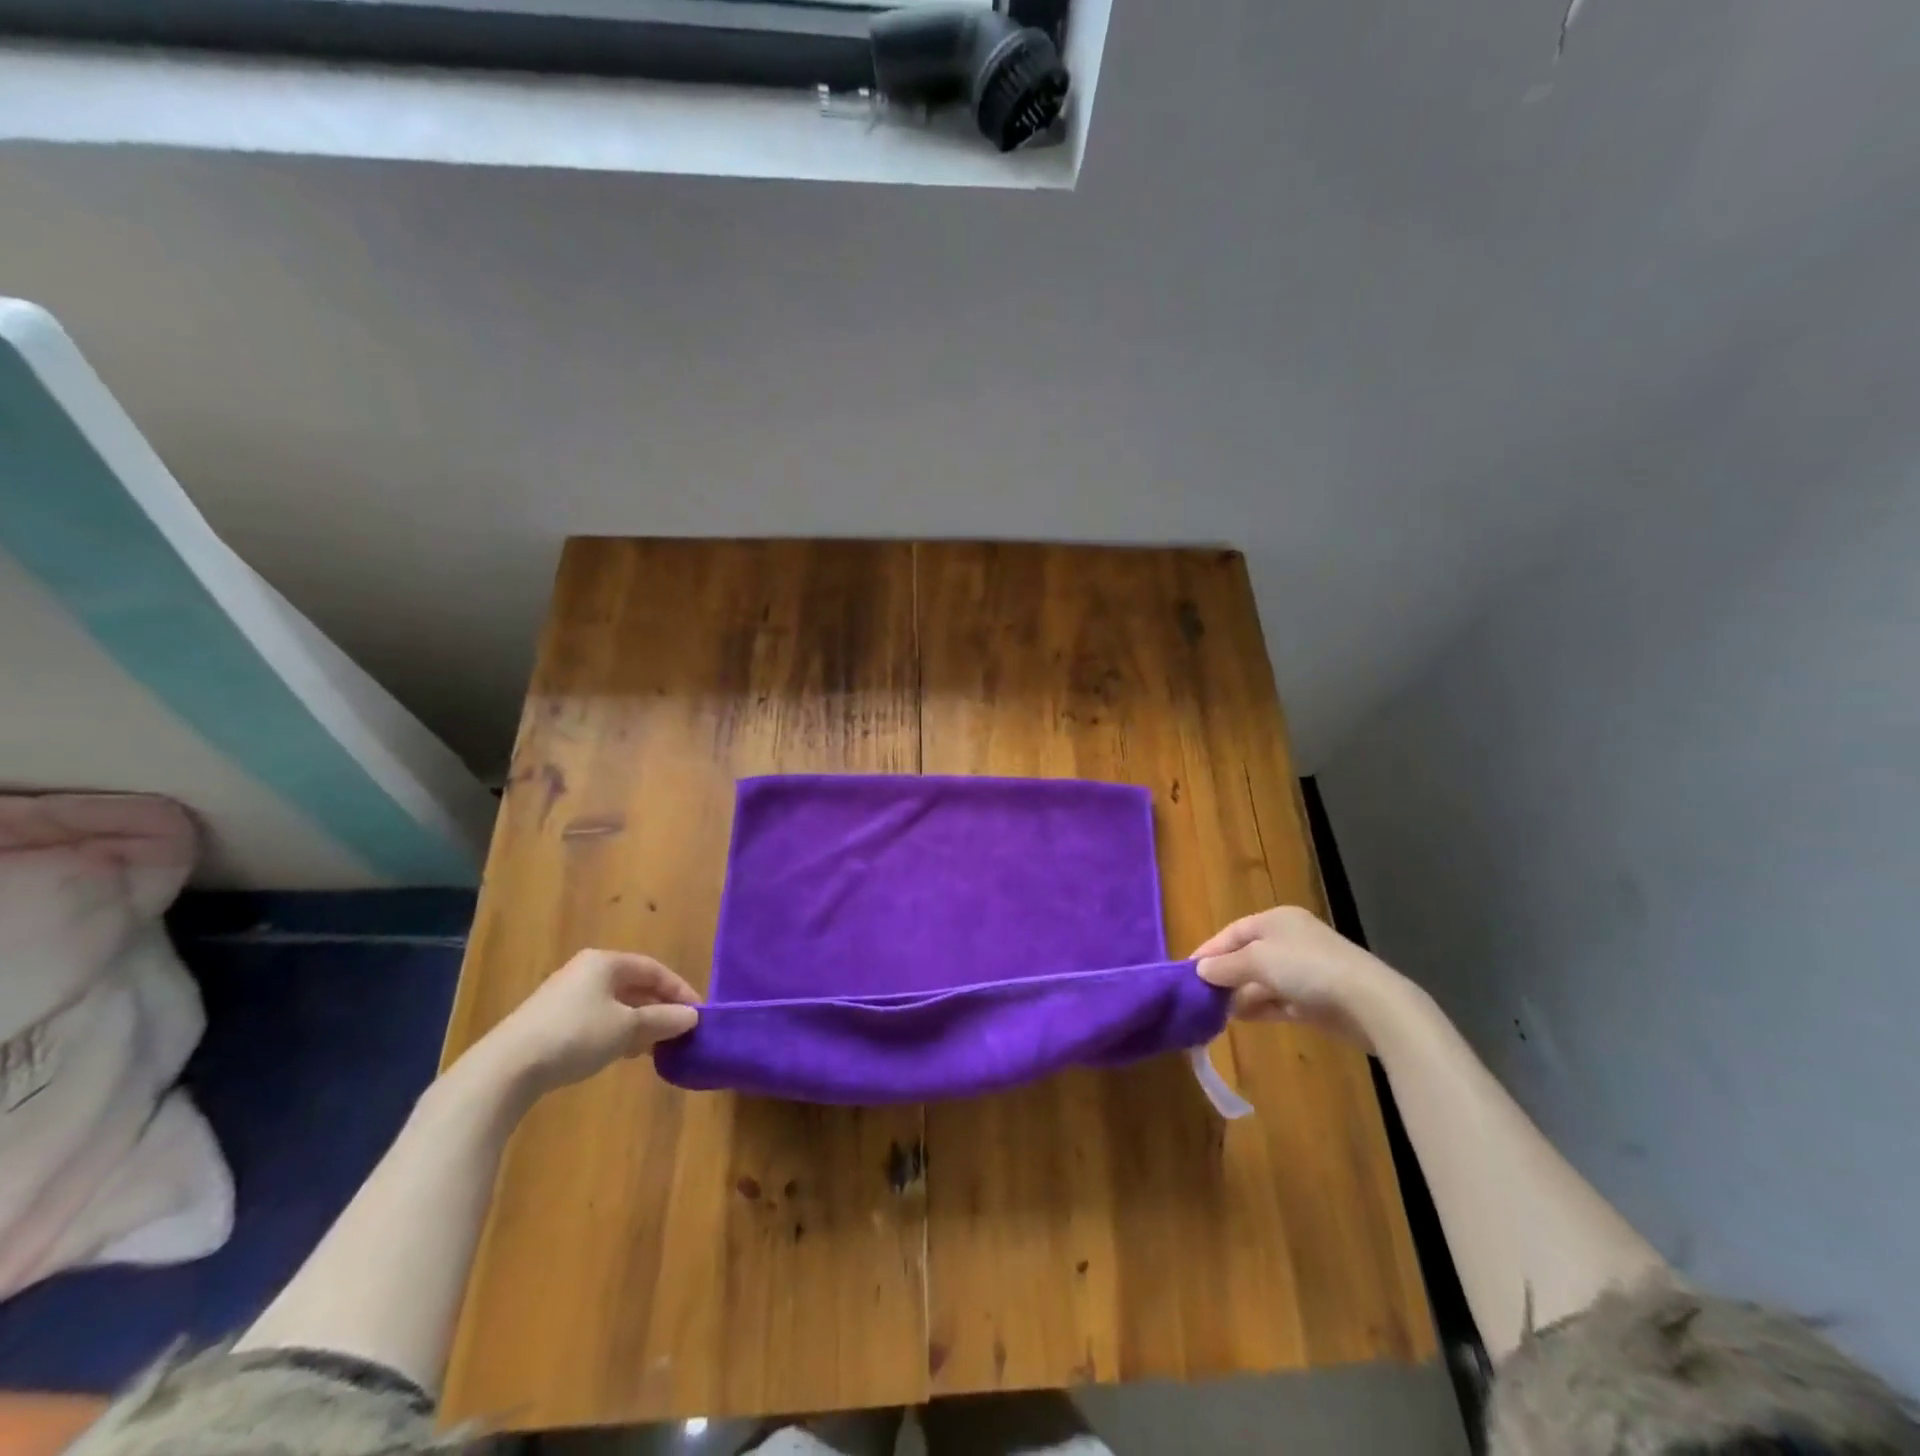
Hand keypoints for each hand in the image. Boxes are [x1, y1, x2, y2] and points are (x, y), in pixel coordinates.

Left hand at [485, 949, 699, 1093]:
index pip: (654, 970)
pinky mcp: (549, 1020)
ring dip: (638, 1022)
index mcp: (606, 962)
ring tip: (654, 1046)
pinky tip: (620, 1053)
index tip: (697, 1014)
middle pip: (634, 985)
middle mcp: (585, 970)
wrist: (506, 1068)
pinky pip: (595, 1018)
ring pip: (614, 1003)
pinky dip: (615, 1030)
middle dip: (658, 1007)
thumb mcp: (627, 1028)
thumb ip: (662, 1019)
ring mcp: (564, 994)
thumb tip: (692, 1016)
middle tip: (678, 1031)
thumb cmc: (576, 1036)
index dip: (679, 990)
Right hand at [1193, 906, 1396, 1047]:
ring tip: (1214, 1011)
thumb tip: (1200, 970)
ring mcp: (1305, 971)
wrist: (1368, 1002)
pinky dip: (1259, 1007)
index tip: (1187, 972)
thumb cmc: (1306, 968)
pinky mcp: (1315, 1000)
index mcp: (1276, 921)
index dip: (1209, 950)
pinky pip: (1278, 1001)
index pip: (1233, 932)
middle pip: (1247, 956)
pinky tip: (1239, 1019)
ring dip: (1239, 994)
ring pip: (1261, 981)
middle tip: (1199, 995)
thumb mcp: (1257, 961)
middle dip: (1224, 975)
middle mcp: (1289, 940)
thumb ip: (1225, 966)